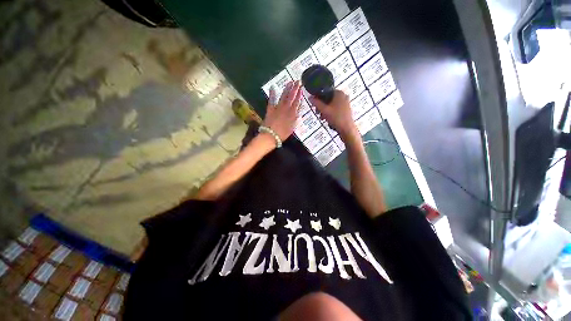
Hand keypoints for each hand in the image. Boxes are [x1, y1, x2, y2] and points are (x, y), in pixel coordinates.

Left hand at [263, 81, 301, 140]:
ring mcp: (278, 108)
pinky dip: (272, 93)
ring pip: (283, 97)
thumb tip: (298, 112)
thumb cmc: (282, 134)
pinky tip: (273, 87)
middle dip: (295, 89)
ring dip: (287, 89)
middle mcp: (286, 109)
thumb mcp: (292, 128)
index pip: (297, 102)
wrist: (270, 135)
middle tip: (297, 81)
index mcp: (292, 114)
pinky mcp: (270, 109)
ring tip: (289, 82)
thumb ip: (295, 119)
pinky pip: (271, 100)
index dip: (299, 95)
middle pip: (291, 97)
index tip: (301, 88)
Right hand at [309, 90, 357, 138]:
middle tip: (317, 112)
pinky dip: (330, 112)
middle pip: (328, 99)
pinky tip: (326, 119)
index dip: (318, 98)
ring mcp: (345, 103)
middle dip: (321, 106)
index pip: (325, 92)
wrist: (346, 129)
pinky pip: (335, 108)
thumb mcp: (324, 110)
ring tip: (321, 117)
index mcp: (339, 93)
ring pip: (331, 104)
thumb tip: (310, 97)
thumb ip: (316, 103)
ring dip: (324, 110)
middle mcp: (343, 96)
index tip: (314, 105)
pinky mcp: (345, 110)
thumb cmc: (336, 118)